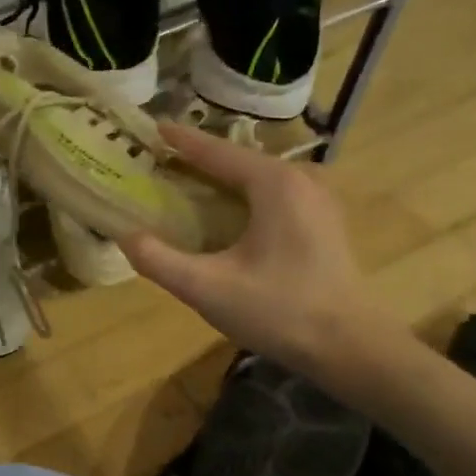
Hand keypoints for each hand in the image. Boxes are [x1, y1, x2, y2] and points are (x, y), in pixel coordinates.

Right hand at [122, 123, 410, 392]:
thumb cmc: (279, 311)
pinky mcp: (324, 223)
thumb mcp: (208, 289)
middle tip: (160, 163)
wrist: (349, 347)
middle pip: (239, 162)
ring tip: (186, 186)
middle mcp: (300, 180)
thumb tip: (126, 237)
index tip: (152, 128)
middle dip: (199, 161)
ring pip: (258, 180)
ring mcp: (318, 201)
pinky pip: (274, 197)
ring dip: (222, 181)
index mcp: (274, 184)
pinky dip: (244, 198)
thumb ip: (160, 260)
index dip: (181, 141)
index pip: (217, 152)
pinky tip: (225, 217)